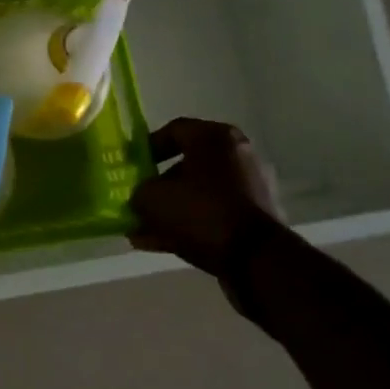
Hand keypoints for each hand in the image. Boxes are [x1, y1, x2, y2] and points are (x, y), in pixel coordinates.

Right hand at [129, 118, 284, 277]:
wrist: (256, 258)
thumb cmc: (201, 211)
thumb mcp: (151, 198)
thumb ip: (139, 192)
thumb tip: (141, 198)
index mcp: (215, 137)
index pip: (174, 130)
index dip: (147, 146)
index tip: (132, 165)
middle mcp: (238, 154)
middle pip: (188, 164)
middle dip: (159, 184)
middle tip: (139, 198)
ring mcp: (251, 187)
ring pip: (200, 193)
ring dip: (172, 209)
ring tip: (143, 230)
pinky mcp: (257, 217)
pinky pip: (214, 214)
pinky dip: (190, 224)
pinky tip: (161, 243)